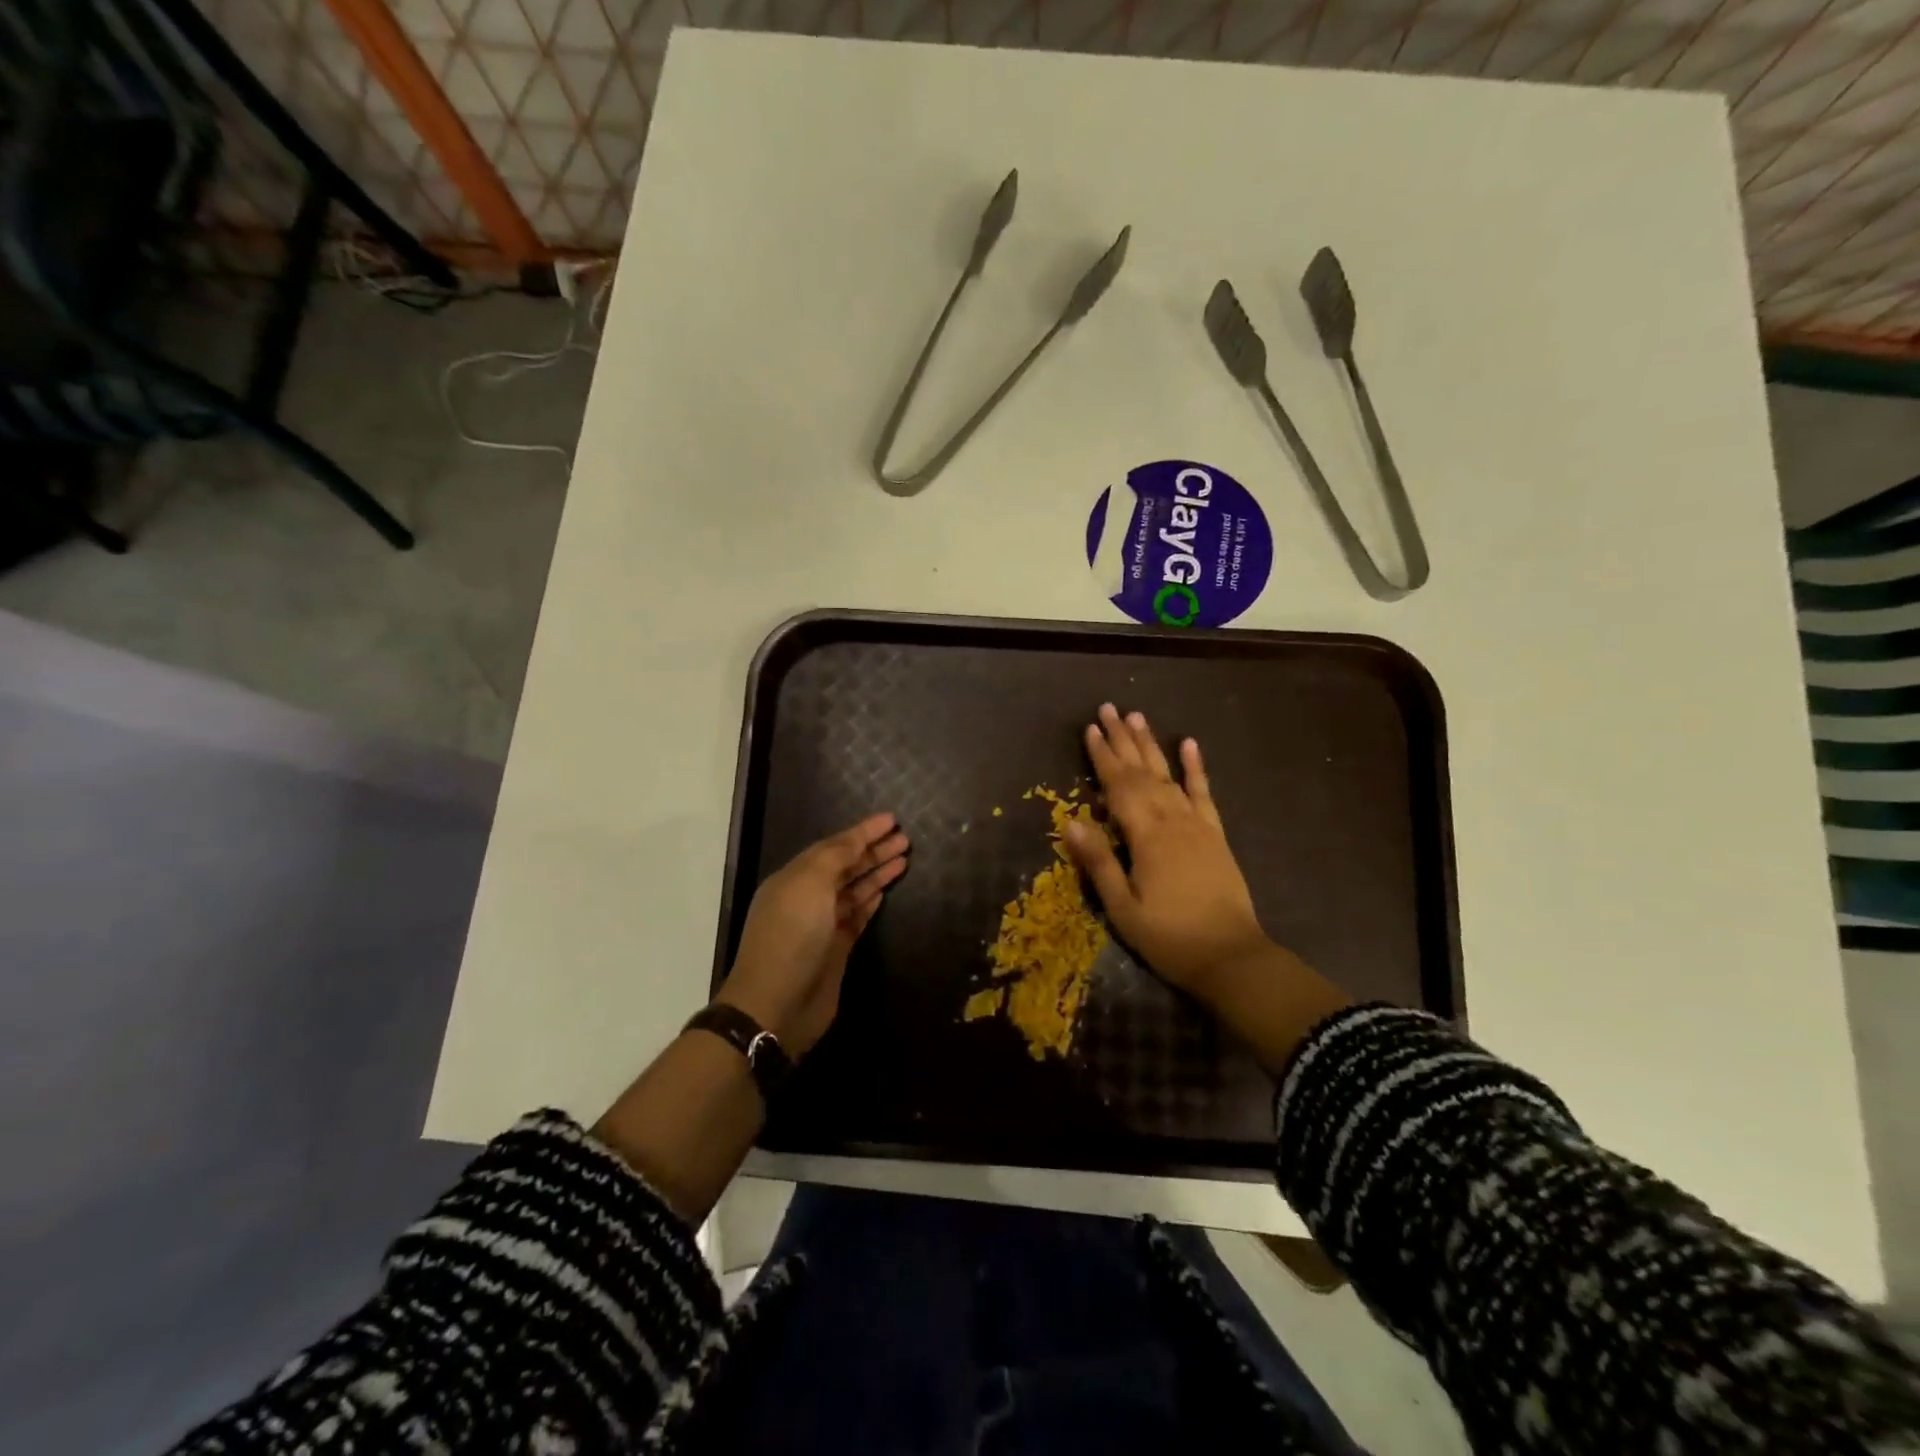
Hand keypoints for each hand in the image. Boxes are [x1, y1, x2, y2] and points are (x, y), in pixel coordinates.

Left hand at [716, 812, 909, 1057]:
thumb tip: (855, 841)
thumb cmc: (791, 936)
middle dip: (874, 851)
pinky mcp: (836, 950)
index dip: (863, 832)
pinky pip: (856, 917)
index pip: (834, 846)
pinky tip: (885, 890)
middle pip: (845, 867)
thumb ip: (834, 857)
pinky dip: (870, 901)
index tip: (892, 820)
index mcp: (795, 878)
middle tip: (905, 839)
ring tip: (904, 859)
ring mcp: (822, 925)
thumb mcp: (809, 884)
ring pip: (854, 890)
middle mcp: (807, 898)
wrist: (776, 1005)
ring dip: (876, 873)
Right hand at [1062, 705, 1270, 1004]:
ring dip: (1152, 745)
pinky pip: (1204, 793)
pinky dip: (1196, 768)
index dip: (1103, 757)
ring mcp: (1197, 825)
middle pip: (1143, 772)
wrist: (1231, 957)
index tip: (1090, 729)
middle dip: (1123, 740)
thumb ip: (1099, 862)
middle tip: (1108, 708)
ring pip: (1170, 775)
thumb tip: (1070, 822)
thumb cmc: (1169, 937)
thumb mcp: (1123, 907)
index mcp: (1146, 836)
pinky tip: (1190, 744)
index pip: (1119, 786)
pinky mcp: (1215, 835)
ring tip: (1137, 717)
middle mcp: (1172, 820)